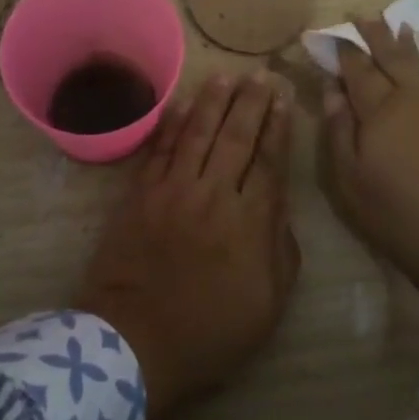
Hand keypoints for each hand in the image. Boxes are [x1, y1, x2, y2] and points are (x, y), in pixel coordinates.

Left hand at [76, 72, 300, 419]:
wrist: (135, 344)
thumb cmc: (210, 332)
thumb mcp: (268, 303)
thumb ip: (282, 249)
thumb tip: (279, 207)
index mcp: (250, 221)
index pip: (269, 160)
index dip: (277, 127)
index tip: (283, 100)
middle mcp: (214, 194)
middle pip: (236, 137)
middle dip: (251, 102)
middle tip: (261, 74)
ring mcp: (173, 191)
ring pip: (198, 133)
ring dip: (213, 102)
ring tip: (226, 76)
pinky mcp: (140, 195)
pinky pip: (159, 149)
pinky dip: (171, 123)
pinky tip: (181, 103)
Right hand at [323, 16, 418, 309]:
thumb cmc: (396, 213)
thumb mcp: (349, 180)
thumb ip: (338, 130)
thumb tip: (332, 90)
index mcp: (380, 109)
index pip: (357, 68)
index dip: (342, 50)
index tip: (328, 34)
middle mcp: (412, 97)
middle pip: (391, 56)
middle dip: (375, 34)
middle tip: (362, 15)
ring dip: (406, 43)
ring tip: (398, 24)